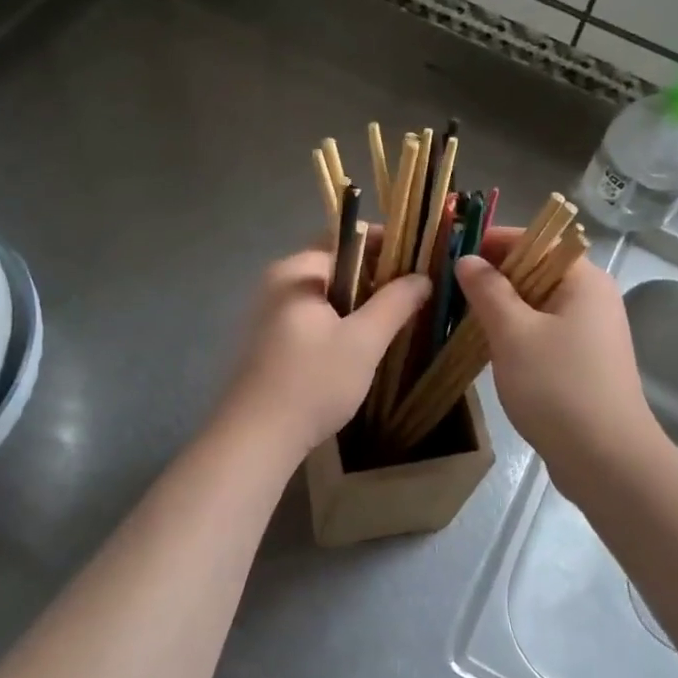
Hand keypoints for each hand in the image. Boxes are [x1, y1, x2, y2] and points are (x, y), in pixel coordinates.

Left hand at [219, 246, 430, 456]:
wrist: (256, 439)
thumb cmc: (313, 382)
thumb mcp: (363, 341)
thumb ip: (395, 303)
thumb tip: (421, 277)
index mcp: (296, 273)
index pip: (344, 239)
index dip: (384, 244)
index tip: (417, 260)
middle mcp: (276, 285)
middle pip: (334, 267)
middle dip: (375, 277)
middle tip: (412, 294)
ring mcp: (268, 315)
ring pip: (325, 297)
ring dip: (358, 304)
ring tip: (394, 321)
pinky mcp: (268, 344)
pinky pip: (312, 319)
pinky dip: (339, 323)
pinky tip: (360, 347)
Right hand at [454, 229, 661, 471]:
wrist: (606, 460)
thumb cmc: (557, 387)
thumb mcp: (513, 333)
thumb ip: (488, 291)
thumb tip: (467, 260)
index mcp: (584, 280)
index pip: (536, 240)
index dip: (494, 241)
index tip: (452, 251)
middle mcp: (594, 298)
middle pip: (537, 270)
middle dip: (494, 276)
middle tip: (450, 287)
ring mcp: (592, 332)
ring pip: (539, 304)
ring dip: (503, 307)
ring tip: (461, 315)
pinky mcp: (585, 362)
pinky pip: (545, 332)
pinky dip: (517, 333)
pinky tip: (489, 347)